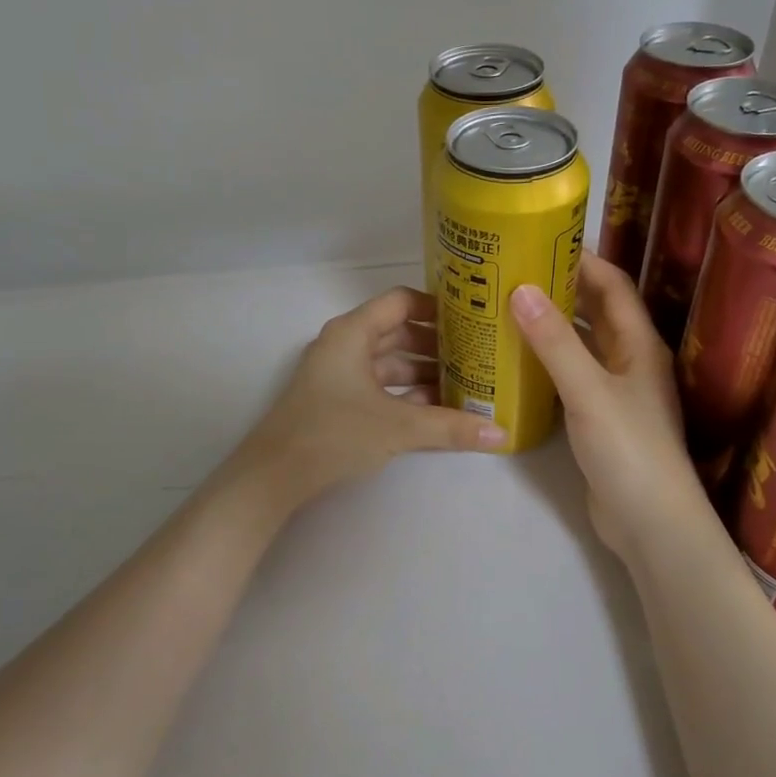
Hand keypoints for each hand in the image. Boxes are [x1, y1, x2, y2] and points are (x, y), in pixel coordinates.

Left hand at [233, 285, 505, 511]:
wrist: (275, 474)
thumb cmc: (335, 432)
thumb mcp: (399, 427)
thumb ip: (451, 427)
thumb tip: (501, 434)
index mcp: (353, 333)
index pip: (401, 302)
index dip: (437, 307)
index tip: (471, 319)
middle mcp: (344, 345)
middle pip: (398, 332)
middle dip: (437, 345)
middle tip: (477, 355)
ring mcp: (338, 374)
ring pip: (389, 363)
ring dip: (423, 372)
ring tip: (465, 384)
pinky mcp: (336, 400)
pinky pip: (379, 386)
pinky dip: (405, 394)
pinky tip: (436, 410)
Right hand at [511, 255, 711, 564]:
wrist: (648, 521)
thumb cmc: (628, 449)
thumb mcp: (589, 390)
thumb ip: (555, 342)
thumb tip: (520, 290)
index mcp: (638, 344)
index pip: (612, 285)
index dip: (582, 259)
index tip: (539, 240)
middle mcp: (629, 360)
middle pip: (595, 311)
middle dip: (560, 288)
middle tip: (512, 272)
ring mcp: (614, 390)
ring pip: (581, 344)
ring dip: (551, 325)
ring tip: (506, 308)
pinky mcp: (598, 417)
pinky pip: (571, 375)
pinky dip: (547, 361)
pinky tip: (516, 361)